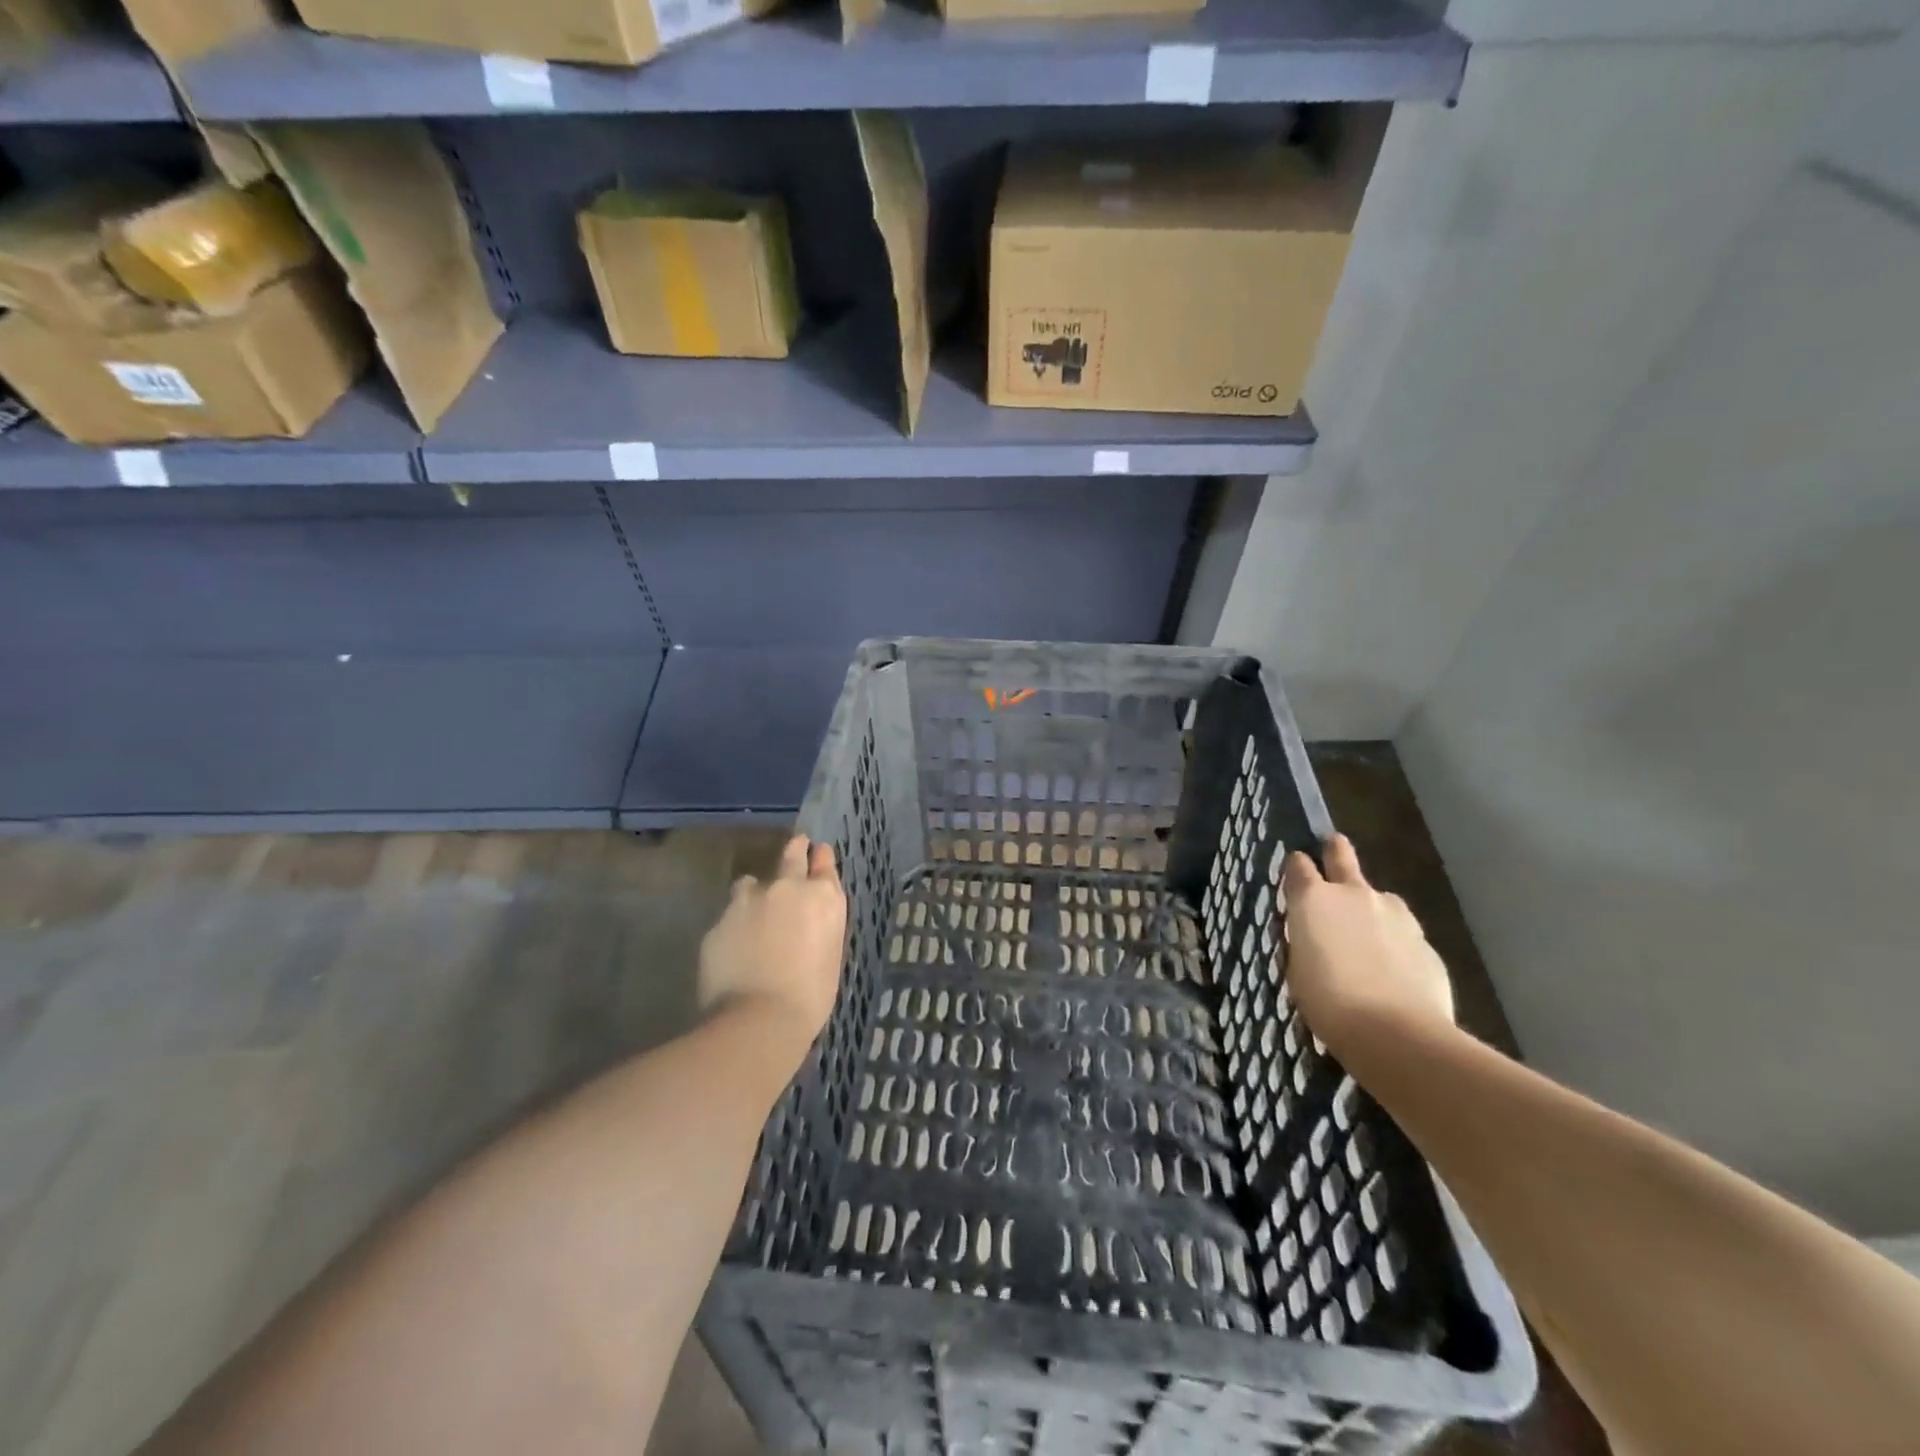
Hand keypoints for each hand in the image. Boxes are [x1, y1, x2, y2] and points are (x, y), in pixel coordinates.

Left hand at [698, 836, 846, 1059]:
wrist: (759, 1020)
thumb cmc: (810, 997)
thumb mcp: (830, 955)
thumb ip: (820, 926)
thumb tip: (809, 919)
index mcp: (823, 898)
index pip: (824, 862)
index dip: (821, 857)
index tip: (819, 852)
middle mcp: (787, 888)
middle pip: (791, 854)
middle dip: (795, 849)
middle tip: (796, 846)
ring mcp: (749, 900)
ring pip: (751, 882)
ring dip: (756, 892)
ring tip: (754, 911)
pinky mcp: (720, 919)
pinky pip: (729, 914)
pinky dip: (734, 923)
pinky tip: (735, 946)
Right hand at [1282, 833, 1454, 1056]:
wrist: (1396, 1034)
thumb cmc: (1327, 1001)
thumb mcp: (1296, 969)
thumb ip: (1305, 940)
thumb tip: (1314, 934)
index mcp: (1313, 899)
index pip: (1298, 865)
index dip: (1295, 867)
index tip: (1294, 872)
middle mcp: (1354, 894)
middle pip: (1341, 855)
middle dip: (1334, 850)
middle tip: (1331, 848)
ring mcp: (1395, 915)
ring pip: (1379, 898)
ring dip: (1370, 907)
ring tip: (1366, 938)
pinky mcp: (1425, 941)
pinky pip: (1402, 933)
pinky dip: (1394, 943)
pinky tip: (1391, 972)